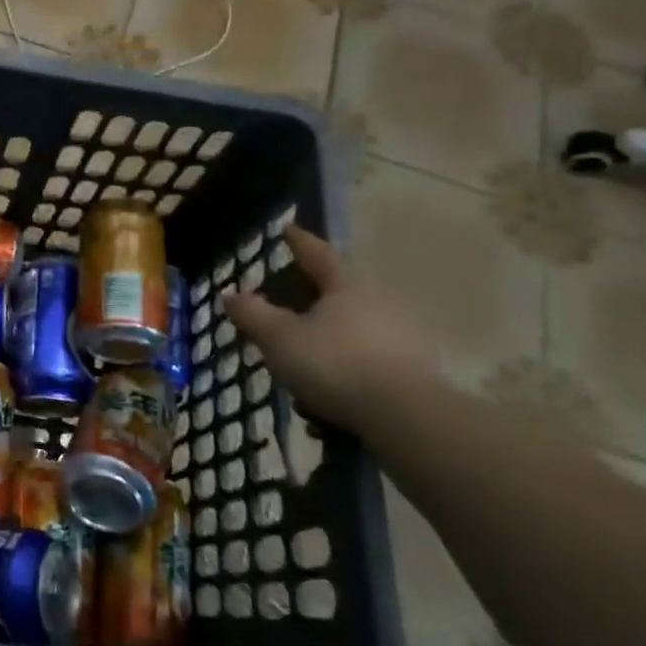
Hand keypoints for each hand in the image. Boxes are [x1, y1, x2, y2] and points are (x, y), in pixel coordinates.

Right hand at [220, 225, 437, 431]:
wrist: (406, 417)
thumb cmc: (335, 364)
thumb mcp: (280, 339)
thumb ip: (253, 314)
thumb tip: (231, 293)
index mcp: (346, 286)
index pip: (318, 254)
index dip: (299, 242)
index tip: (288, 229)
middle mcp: (379, 302)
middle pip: (339, 292)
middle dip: (312, 298)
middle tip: (287, 306)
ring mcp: (402, 336)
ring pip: (353, 330)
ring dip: (327, 342)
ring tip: (301, 367)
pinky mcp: (414, 371)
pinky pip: (367, 361)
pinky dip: (345, 371)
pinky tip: (327, 399)